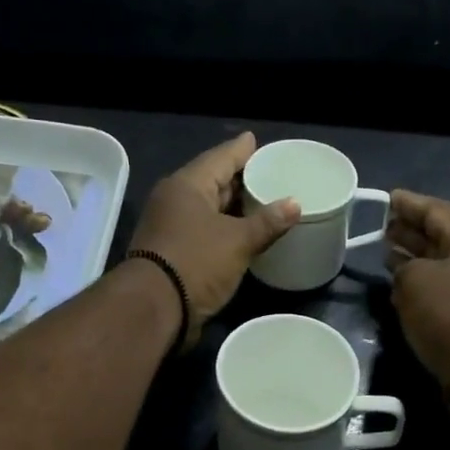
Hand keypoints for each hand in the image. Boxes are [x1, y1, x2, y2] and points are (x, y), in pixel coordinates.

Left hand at [129, 132, 298, 347]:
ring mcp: (170, 226)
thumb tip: (294, 204)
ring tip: (263, 201)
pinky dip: (224, 227)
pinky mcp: (173, 251)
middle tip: (268, 173)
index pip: (220, 157)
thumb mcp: (238, 241)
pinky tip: (244, 231)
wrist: (155, 308)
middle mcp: (175, 199)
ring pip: (208, 207)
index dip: (242, 150)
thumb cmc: (196, 262)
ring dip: (233, 206)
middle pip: (212, 181)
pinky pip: (204, 229)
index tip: (257, 141)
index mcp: (187, 184)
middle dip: (239, 178)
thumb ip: (267, 222)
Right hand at [386, 190, 449, 405]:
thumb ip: (404, 267)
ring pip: (442, 265)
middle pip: (442, 237)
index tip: (387, 198)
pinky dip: (422, 286)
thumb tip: (407, 273)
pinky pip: (444, 292)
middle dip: (411, 230)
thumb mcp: (417, 281)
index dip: (410, 203)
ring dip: (414, 259)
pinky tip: (401, 289)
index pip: (438, 210)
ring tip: (386, 253)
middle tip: (383, 226)